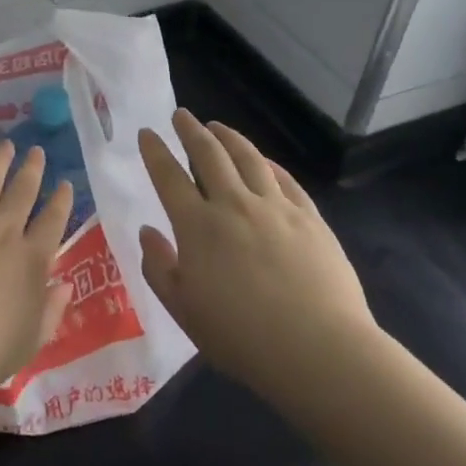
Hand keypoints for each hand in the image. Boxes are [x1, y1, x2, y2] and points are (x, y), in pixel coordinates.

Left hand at [0, 142, 74, 410]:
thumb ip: (52, 309)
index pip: (52, 222)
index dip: (61, 201)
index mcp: (31, 261)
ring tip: (6, 144)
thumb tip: (64, 284)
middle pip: (21, 194)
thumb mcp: (34, 340)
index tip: (65, 184)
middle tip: (37, 151)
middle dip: (32, 170)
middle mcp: (2, 234)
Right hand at [137, 111, 378, 407]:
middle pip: (209, 155)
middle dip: (190, 130)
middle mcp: (234, 205)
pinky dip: (268, 164)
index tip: (147, 132)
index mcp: (197, 227)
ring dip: (229, 137)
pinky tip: (263, 160)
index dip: (155, 152)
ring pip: (248, 158)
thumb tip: (148, 231)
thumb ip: (159, 268)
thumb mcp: (183, 310)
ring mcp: (275, 208)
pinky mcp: (310, 218)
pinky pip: (285, 180)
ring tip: (218, 126)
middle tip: (181, 115)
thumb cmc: (240, 337)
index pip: (169, 177)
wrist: (317, 350)